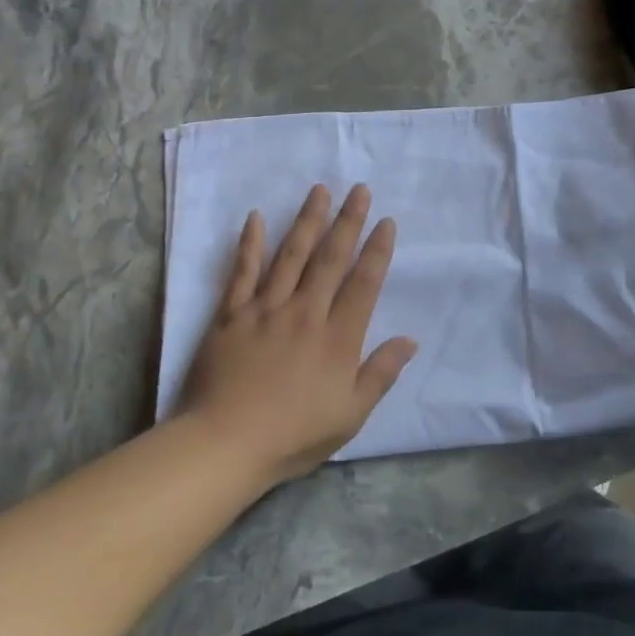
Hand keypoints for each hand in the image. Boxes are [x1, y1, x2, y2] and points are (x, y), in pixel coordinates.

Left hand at [178, 184, 417, 483]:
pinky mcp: (231, 315)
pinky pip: (242, 272)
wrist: (224, 445)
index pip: (363, 283)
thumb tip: (410, 340)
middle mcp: (305, 312)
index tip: (386, 221)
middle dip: (348, 221)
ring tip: (320, 190)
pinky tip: (256, 217)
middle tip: (359, 190)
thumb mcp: (350, 415)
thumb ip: (380, 373)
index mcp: (337, 337)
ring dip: (307, 220)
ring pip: (291, 255)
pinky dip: (249, 244)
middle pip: (330, 258)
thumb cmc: (293, 435)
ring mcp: (265, 309)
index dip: (377, 250)